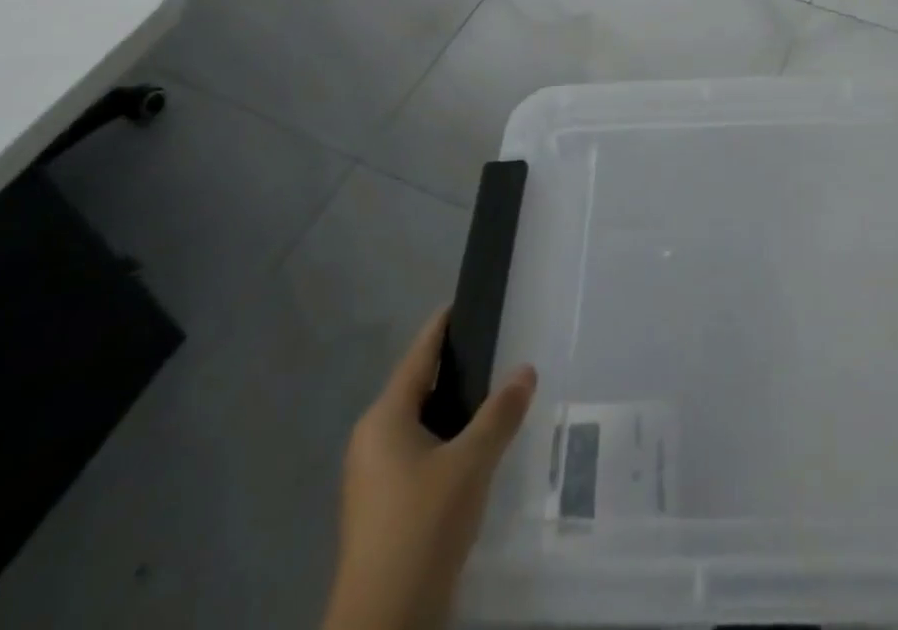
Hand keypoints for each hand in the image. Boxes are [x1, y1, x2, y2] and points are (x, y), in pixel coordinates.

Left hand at [322, 307, 537, 629]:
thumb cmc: (422, 526)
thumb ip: (500, 413)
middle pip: (418, 387)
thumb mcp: (472, 463)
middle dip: (455, 368)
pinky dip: (446, 440)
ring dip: (453, 409)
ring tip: (494, 394)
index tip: (464, 300)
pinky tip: (474, 449)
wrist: (384, 625)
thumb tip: (526, 370)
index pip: (418, 355)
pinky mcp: (382, 507)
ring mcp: (373, 477)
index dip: (442, 326)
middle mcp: (371, 439)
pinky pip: (418, 453)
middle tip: (496, 347)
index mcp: (384, 418)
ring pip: (419, 424)